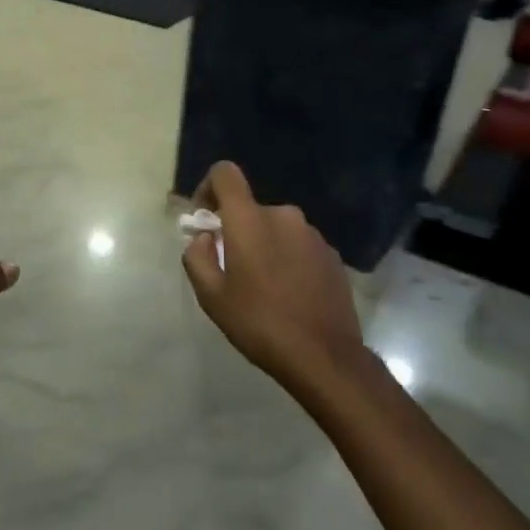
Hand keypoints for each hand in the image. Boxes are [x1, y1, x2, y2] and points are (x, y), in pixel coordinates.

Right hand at [181, 161, 364, 388]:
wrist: (324, 356)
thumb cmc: (260, 323)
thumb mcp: (211, 297)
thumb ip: (197, 257)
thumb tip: (204, 238)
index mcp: (250, 220)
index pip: (225, 173)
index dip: (208, 187)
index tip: (205, 219)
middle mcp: (283, 216)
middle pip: (250, 209)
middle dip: (236, 230)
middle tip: (231, 269)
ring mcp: (313, 235)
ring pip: (275, 228)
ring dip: (263, 246)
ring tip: (262, 287)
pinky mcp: (332, 255)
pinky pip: (298, 245)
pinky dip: (287, 259)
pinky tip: (288, 294)